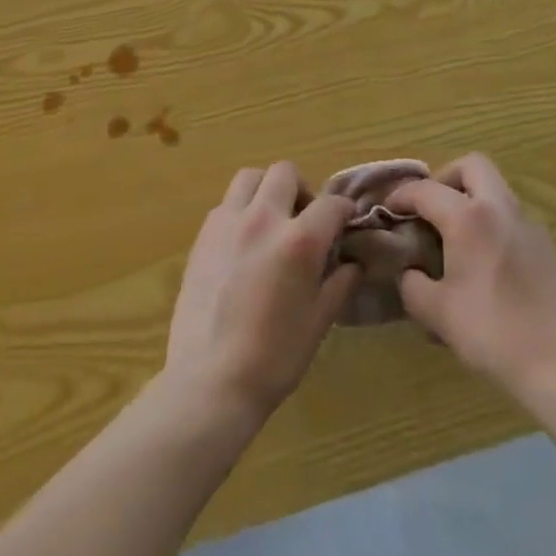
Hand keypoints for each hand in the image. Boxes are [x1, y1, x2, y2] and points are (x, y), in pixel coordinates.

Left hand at [164, 163, 360, 419]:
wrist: (210, 382)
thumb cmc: (274, 358)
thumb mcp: (319, 322)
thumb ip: (339, 283)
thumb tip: (352, 263)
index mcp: (299, 240)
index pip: (331, 204)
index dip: (344, 211)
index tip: (346, 222)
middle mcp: (264, 218)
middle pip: (285, 173)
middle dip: (302, 190)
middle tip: (305, 220)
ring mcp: (228, 223)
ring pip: (250, 177)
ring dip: (267, 190)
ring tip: (272, 221)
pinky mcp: (203, 235)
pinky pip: (226, 204)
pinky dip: (241, 210)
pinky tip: (244, 242)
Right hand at [386, 154, 555, 397]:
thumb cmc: (491, 332)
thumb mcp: (437, 313)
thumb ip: (412, 285)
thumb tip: (409, 272)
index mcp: (469, 218)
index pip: (426, 190)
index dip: (401, 195)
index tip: (387, 209)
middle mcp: (500, 208)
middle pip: (473, 166)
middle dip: (446, 178)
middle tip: (430, 209)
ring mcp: (528, 223)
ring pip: (496, 189)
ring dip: (471, 199)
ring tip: (455, 237)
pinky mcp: (545, 244)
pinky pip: (510, 216)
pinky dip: (491, 222)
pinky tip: (484, 261)